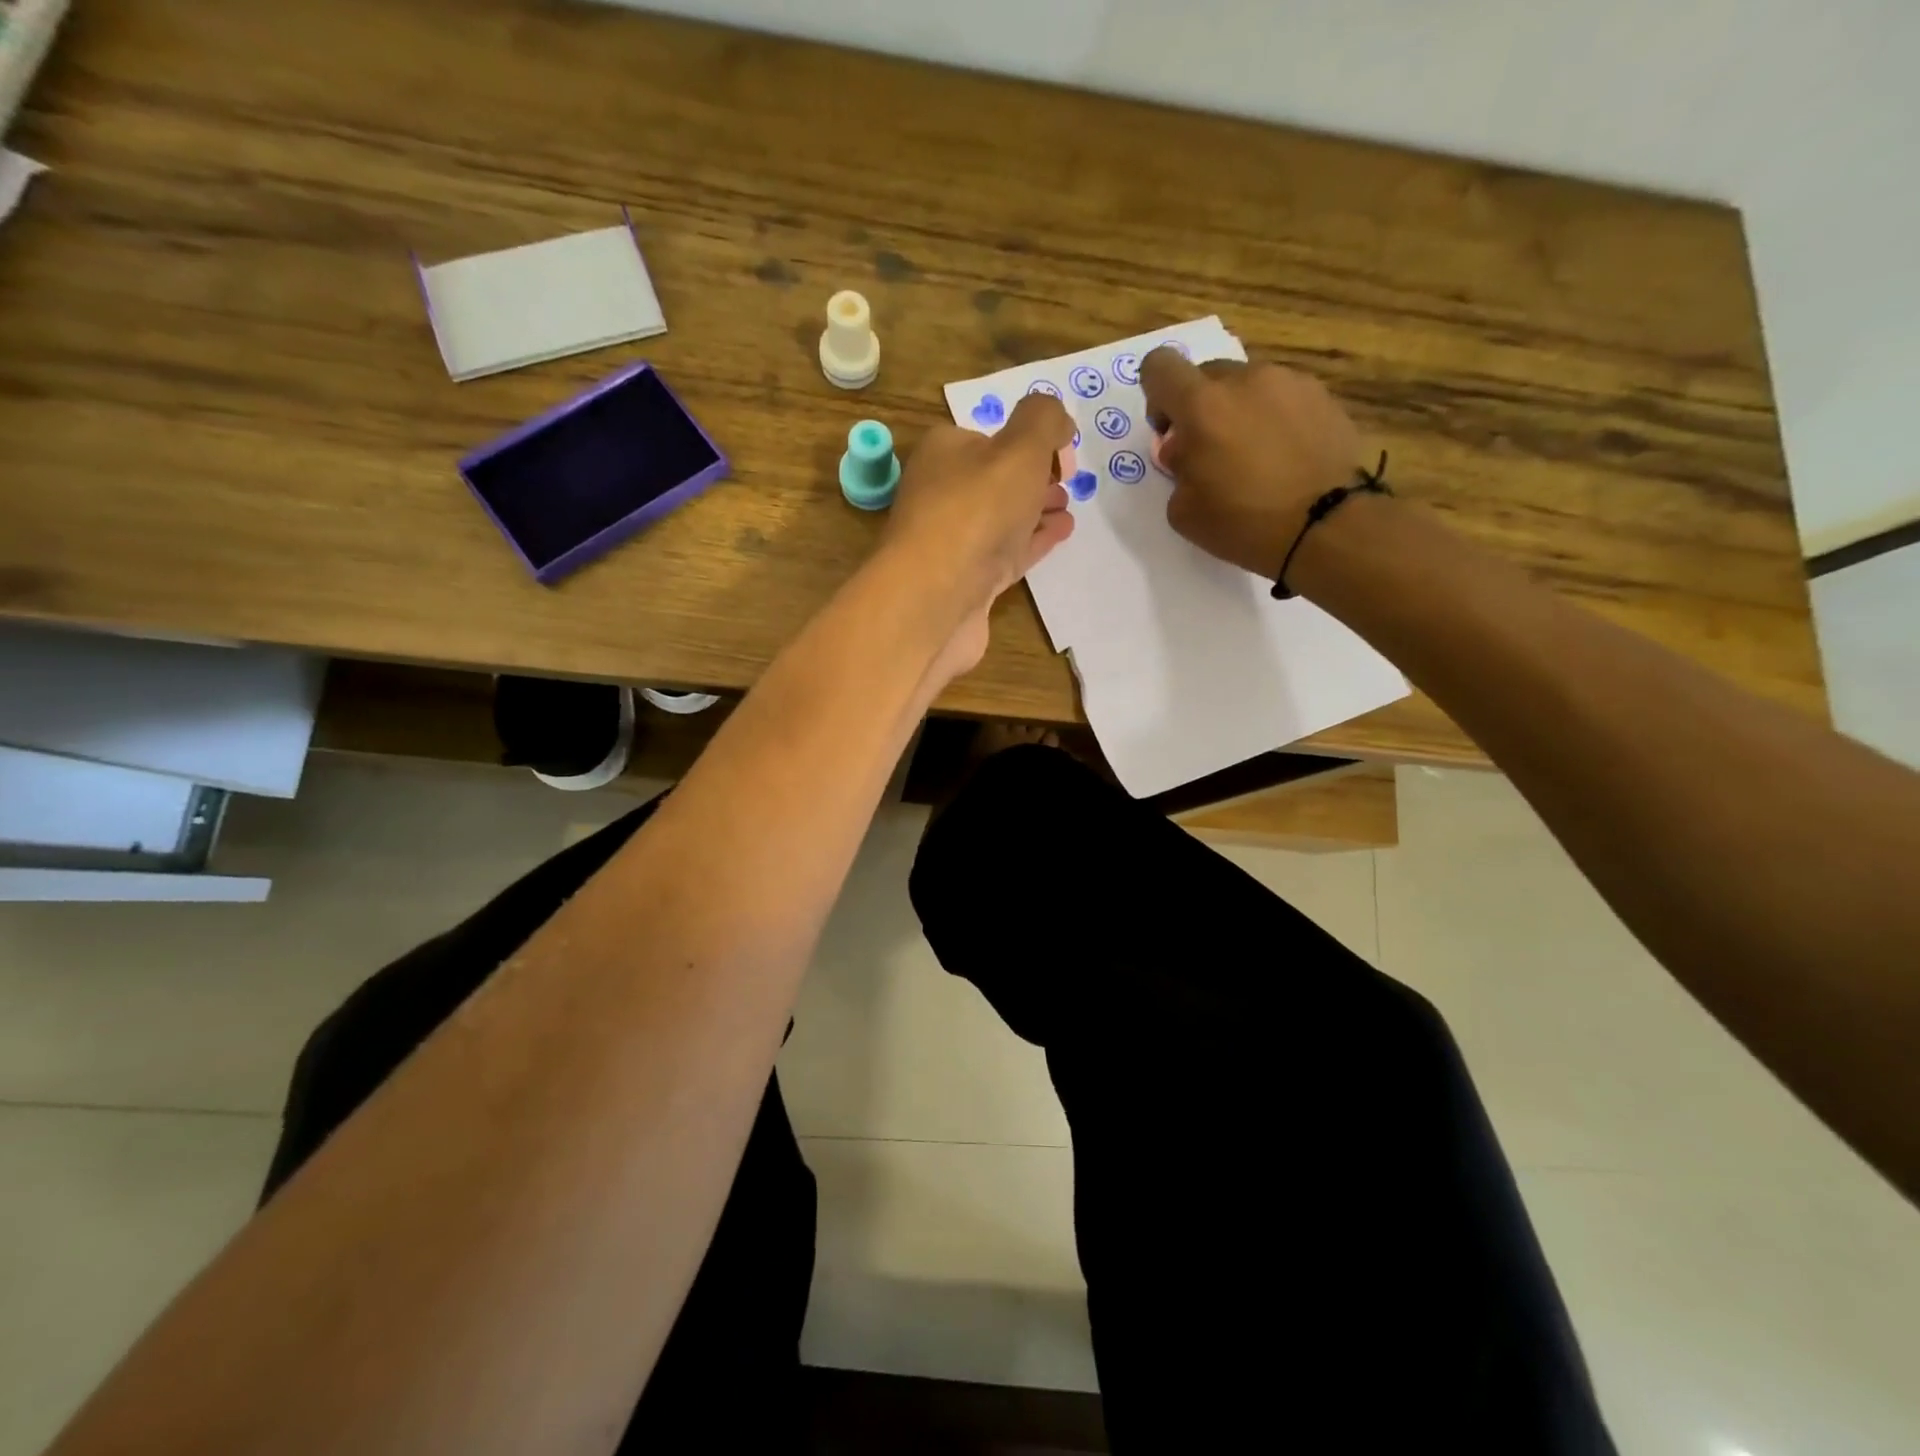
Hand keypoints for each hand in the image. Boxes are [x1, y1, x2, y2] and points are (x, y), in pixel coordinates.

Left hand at [880, 395, 1075, 678]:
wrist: (936, 597)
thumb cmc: (976, 511)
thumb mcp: (1019, 448)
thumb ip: (1043, 420)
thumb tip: (1057, 418)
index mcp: (944, 453)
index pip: (988, 436)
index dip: (1029, 439)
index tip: (1063, 450)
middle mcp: (942, 494)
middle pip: (995, 479)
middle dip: (1033, 477)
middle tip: (1068, 482)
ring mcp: (953, 542)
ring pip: (1002, 518)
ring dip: (1036, 510)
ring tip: (1069, 508)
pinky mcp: (967, 582)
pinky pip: (1007, 553)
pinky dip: (1034, 540)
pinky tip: (1061, 534)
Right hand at [1139, 348, 1365, 580]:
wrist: (1327, 526)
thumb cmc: (1245, 523)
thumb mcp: (1183, 511)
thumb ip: (1176, 470)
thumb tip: (1187, 451)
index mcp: (1202, 406)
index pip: (1160, 366)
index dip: (1157, 396)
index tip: (1171, 432)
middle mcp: (1245, 380)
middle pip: (1206, 375)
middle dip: (1201, 409)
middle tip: (1213, 454)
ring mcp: (1289, 382)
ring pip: (1248, 386)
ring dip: (1241, 413)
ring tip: (1257, 459)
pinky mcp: (1322, 396)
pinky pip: (1283, 398)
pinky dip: (1276, 421)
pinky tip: (1287, 458)